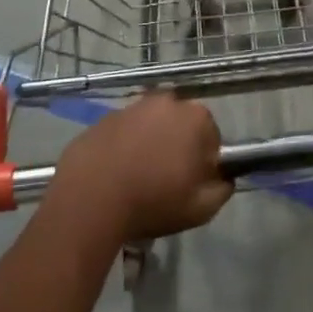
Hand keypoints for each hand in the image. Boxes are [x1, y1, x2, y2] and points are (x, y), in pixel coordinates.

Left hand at [51, 93, 233, 242]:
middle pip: (181, 125)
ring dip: (150, 144)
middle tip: (166, 180)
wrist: (89, 200)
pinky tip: (115, 173)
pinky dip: (123, 146)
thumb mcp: (201, 209)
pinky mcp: (104, 117)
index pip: (212, 137)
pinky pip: (123, 132)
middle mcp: (166, 102)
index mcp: (196, 118)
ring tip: (138, 178)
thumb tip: (223, 178)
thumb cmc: (153, 202)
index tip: (191, 183)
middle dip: (177, 146)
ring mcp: (132, 106)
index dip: (204, 162)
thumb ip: (222, 189)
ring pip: (151, 126)